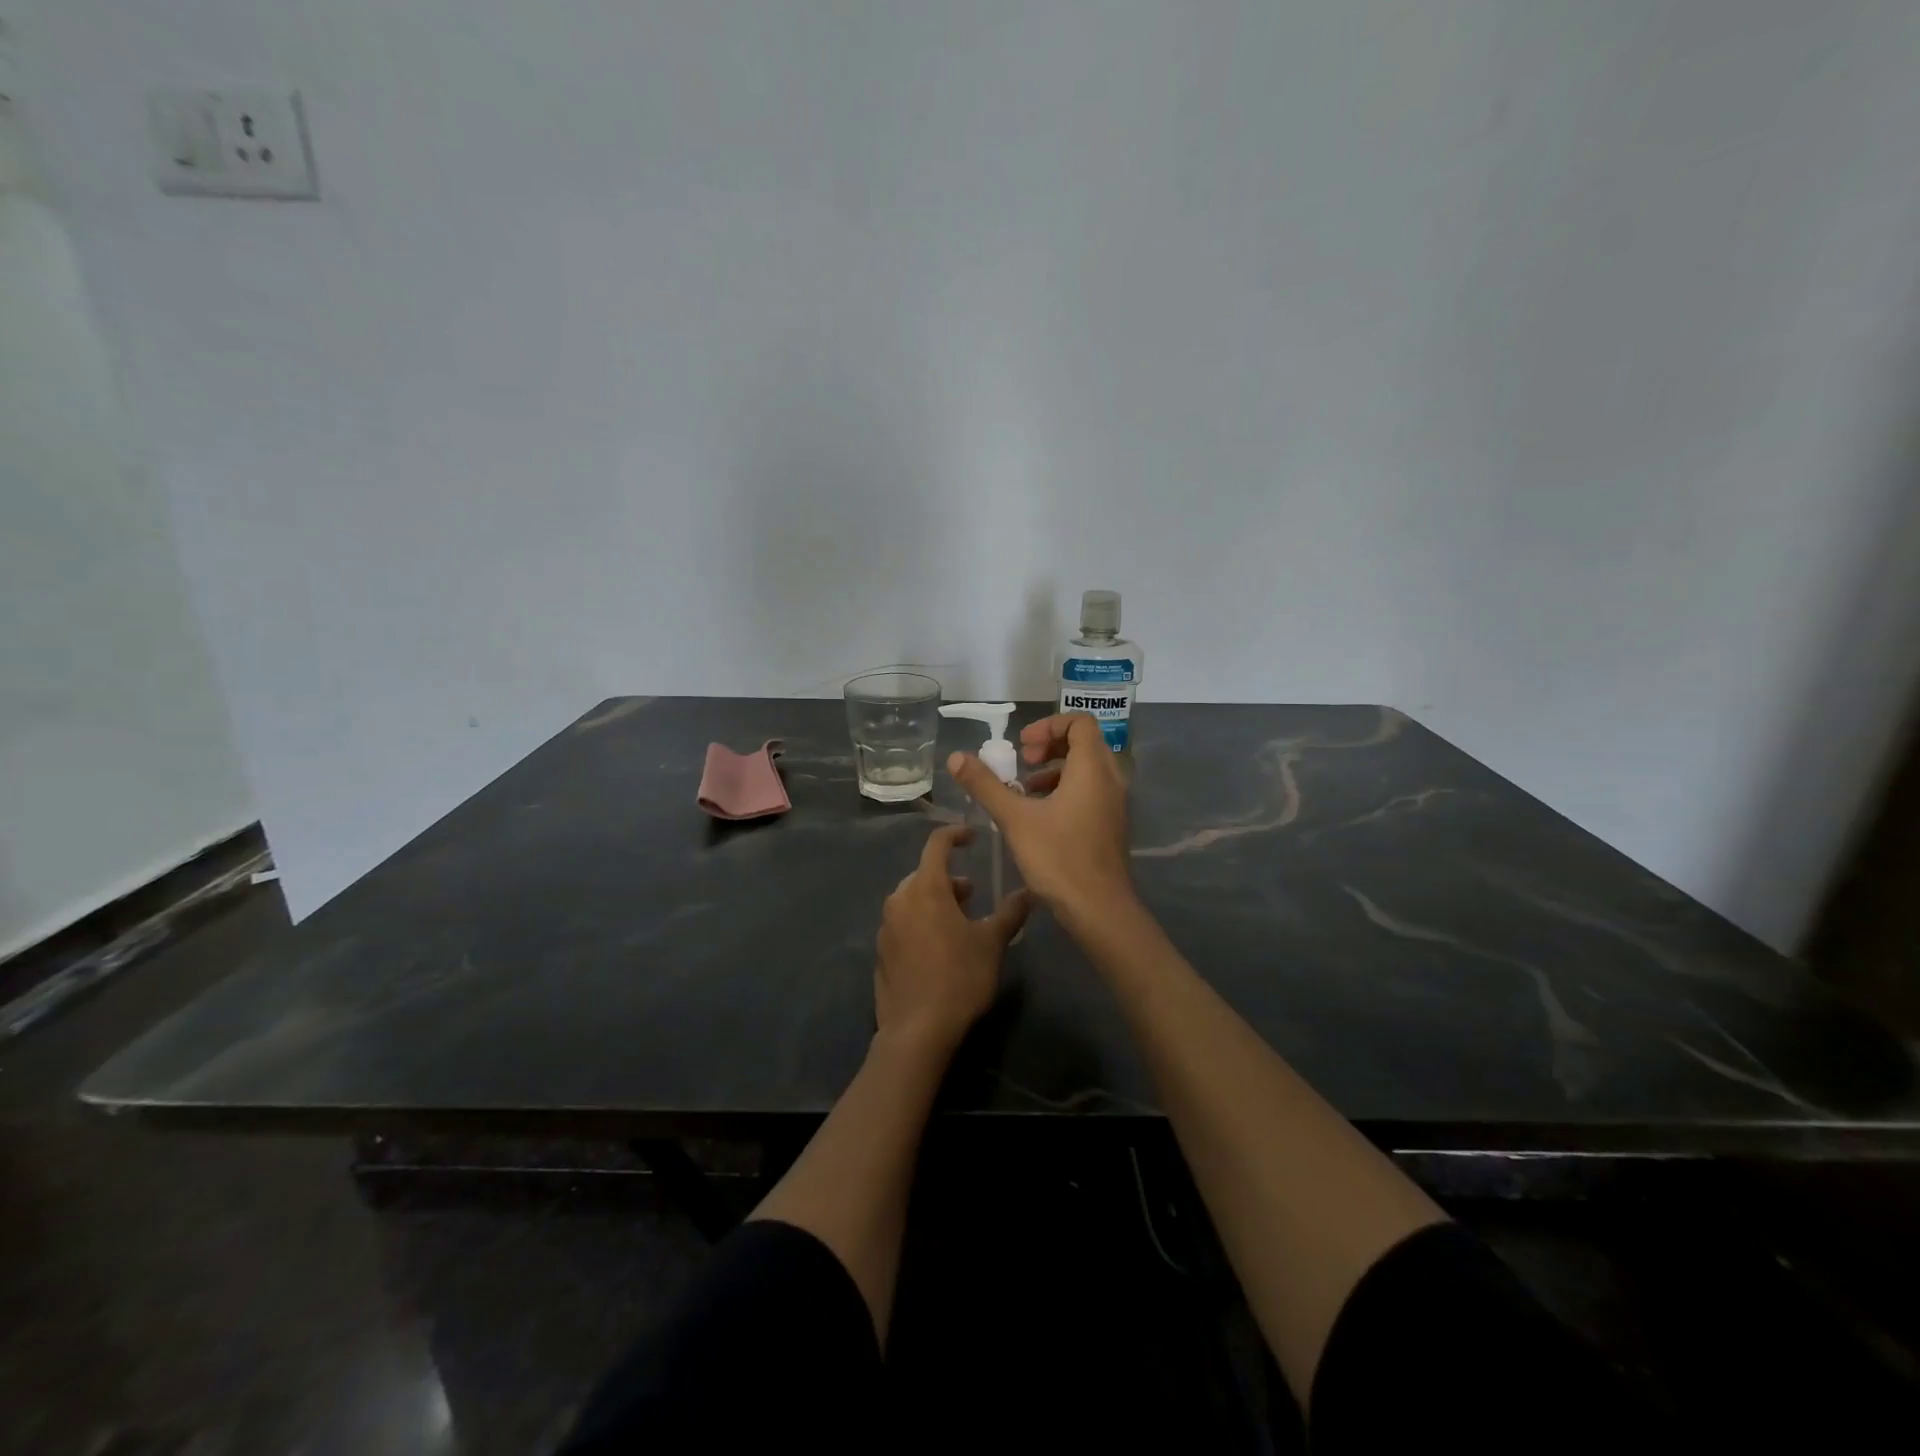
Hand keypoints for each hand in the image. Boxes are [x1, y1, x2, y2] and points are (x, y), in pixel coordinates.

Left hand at [874, 825, 1030, 1055]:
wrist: (916, 1030)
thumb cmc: (959, 977)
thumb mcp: (991, 943)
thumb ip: (1010, 913)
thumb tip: (1029, 891)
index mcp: (925, 888)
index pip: (937, 844)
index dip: (955, 835)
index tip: (972, 836)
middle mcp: (900, 900)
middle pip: (924, 874)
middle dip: (949, 878)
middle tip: (972, 894)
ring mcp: (886, 926)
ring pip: (912, 899)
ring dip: (935, 901)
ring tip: (959, 922)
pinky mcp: (881, 952)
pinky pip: (902, 924)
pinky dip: (920, 922)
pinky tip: (938, 948)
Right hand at [946, 712, 1134, 929]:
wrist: (1099, 909)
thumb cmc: (1058, 858)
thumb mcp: (1014, 818)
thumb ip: (985, 784)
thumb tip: (956, 756)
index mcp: (1092, 769)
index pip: (1080, 722)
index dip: (1049, 725)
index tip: (1022, 747)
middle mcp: (1110, 779)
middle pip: (1084, 743)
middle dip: (1049, 746)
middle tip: (1022, 763)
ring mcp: (1115, 804)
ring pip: (1087, 770)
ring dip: (1056, 770)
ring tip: (1025, 790)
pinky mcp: (1112, 825)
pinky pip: (1091, 791)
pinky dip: (1066, 790)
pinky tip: (1039, 816)